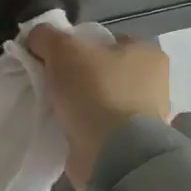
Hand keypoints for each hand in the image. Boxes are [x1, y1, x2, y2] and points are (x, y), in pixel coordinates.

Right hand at [25, 26, 170, 185]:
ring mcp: (146, 116)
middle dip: (78, 76)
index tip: (54, 58)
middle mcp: (154, 82)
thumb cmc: (95, 91)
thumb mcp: (62, 49)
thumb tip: (36, 36)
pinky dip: (84, 126)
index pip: (107, 39)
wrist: (112, 154)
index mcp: (147, 53)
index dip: (78, 44)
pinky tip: (65, 127)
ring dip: (80, 103)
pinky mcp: (133, 144)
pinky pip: (101, 126)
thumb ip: (46, 36)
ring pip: (102, 99)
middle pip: (104, 70)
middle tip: (51, 82)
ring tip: (54, 107)